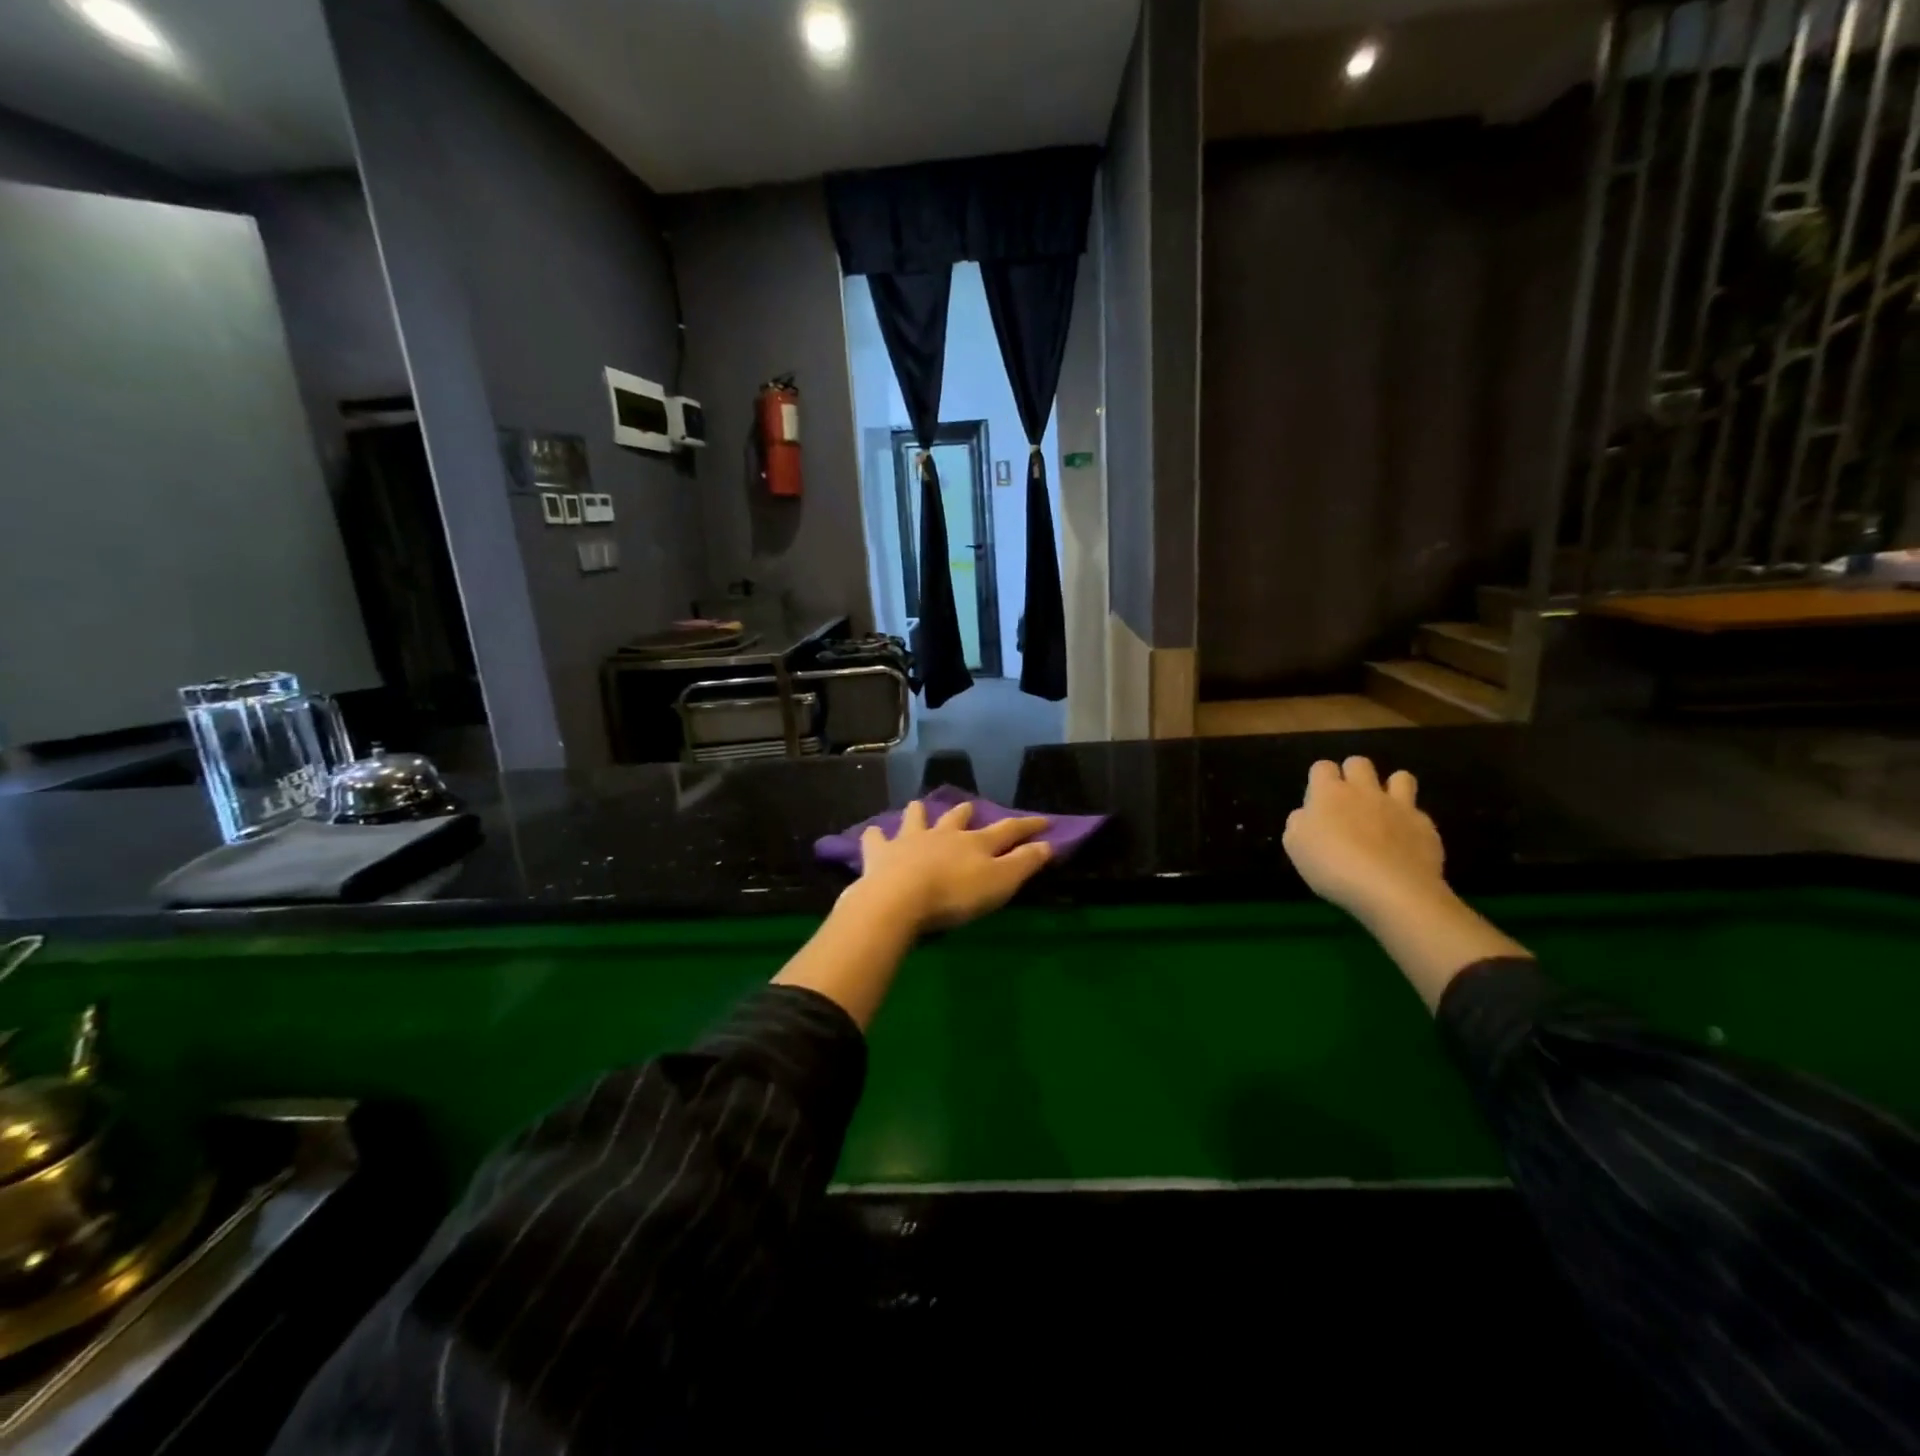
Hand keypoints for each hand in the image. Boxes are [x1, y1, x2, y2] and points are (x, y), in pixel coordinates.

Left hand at [855, 799, 1052, 933]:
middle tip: (970, 808)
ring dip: (920, 813)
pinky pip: (876, 838)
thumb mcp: (1000, 883)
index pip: (1008, 829)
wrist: (900, 898)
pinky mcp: (881, 853)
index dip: (1028, 825)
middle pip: (958, 818)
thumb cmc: (955, 895)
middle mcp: (944, 834)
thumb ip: (1024, 863)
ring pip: (917, 818)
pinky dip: (876, 835)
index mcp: (975, 842)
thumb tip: (1047, 844)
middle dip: (966, 812)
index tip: (1044, 820)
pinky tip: (874, 835)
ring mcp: (910, 840)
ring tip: (919, 808)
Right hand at [1283, 757, 1446, 924]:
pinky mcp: (1425, 826)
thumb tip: (1308, 815)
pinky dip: (1410, 823)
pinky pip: (1419, 813)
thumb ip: (1300, 822)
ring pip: (1400, 777)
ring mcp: (1399, 806)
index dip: (1319, 779)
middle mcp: (1364, 791)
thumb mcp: (1295, 845)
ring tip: (1384, 811)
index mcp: (1329, 793)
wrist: (1391, 889)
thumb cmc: (1332, 866)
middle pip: (1359, 763)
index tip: (1318, 801)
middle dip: (1352, 774)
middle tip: (1348, 801)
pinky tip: (1405, 843)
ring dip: (1391, 788)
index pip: (1322, 767)